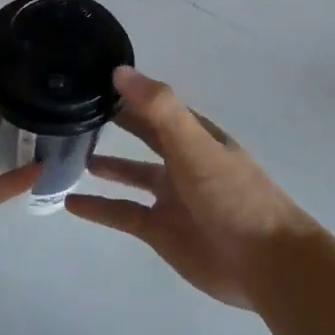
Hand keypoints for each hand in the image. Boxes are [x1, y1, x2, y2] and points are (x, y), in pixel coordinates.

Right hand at [66, 66, 317, 308]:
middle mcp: (182, 161)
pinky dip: (98, 208)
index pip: (155, 105)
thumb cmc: (232, 195)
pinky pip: (122, 214)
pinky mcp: (161, 231)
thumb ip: (159, 108)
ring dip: (106, 166)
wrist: (265, 263)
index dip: (128, 92)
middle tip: (74, 111)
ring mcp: (171, 198)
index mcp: (194, 135)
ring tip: (70, 155)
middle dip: (116, 123)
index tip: (91, 79)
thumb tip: (119, 71)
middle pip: (143, 136)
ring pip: (131, 176)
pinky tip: (71, 203)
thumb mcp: (195, 144)